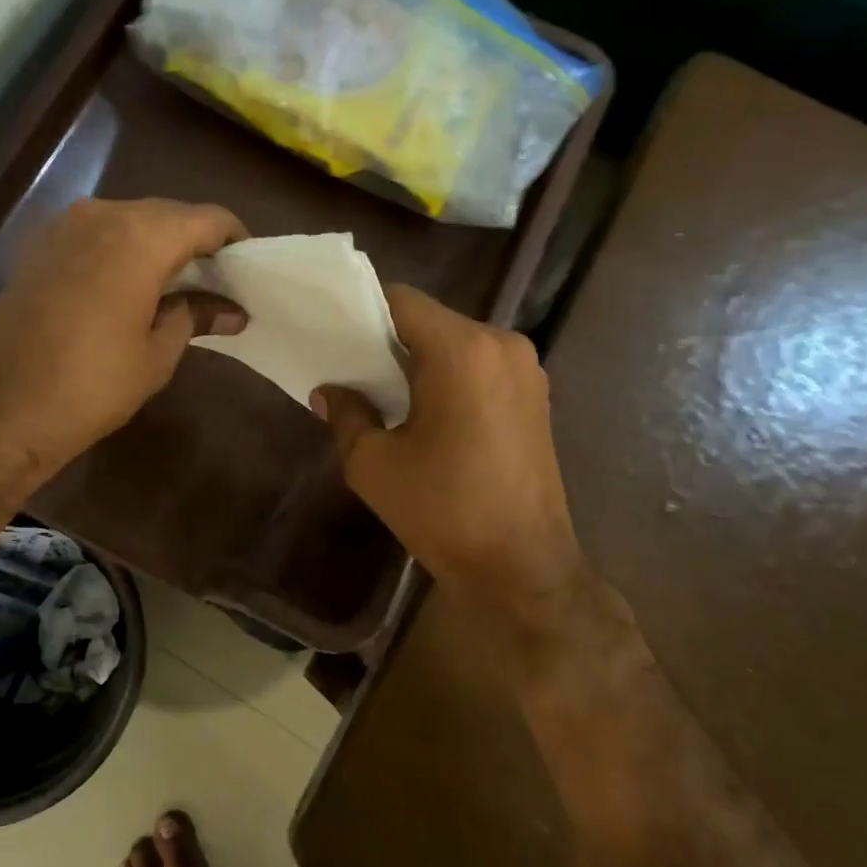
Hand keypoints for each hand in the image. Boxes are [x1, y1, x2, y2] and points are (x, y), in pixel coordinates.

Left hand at [0, 197, 246, 504]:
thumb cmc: (90, 386)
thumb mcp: (156, 355)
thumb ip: (195, 317)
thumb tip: (232, 311)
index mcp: (141, 236)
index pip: (207, 218)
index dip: (235, 239)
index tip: (248, 269)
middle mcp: (102, 214)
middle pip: (168, 214)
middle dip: (197, 243)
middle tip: (219, 283)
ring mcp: (64, 226)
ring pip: (130, 221)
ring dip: (159, 246)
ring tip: (178, 287)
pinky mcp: (39, 246)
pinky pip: (97, 234)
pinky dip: (123, 251)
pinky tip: (131, 287)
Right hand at [314, 286, 584, 619]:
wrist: (520, 566)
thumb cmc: (441, 510)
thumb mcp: (373, 462)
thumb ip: (346, 414)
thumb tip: (328, 392)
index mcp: (462, 350)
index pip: (402, 300)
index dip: (363, 311)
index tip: (335, 334)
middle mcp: (502, 344)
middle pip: (432, 320)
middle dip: (391, 339)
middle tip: (355, 369)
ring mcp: (527, 369)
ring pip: (458, 342)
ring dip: (423, 359)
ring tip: (389, 394)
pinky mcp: (537, 396)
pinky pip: (482, 366)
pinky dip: (451, 376)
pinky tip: (429, 412)